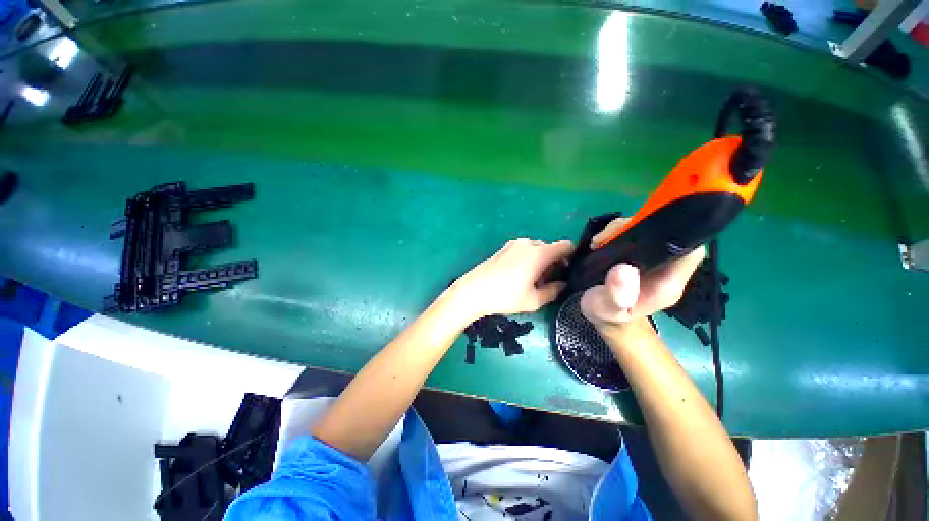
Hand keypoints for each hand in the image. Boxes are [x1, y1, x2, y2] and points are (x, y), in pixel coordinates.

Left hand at [452, 238, 573, 318]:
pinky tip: (520, 275)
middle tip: (550, 282)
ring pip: (536, 249)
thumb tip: (564, 284)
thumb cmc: (505, 296)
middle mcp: (528, 243)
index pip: (565, 246)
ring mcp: (514, 244)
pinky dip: (529, 258)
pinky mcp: (503, 248)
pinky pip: (524, 250)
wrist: (473, 290)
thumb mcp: (534, 300)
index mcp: (539, 253)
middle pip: (550, 248)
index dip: (572, 256)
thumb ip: (554, 291)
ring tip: (533, 281)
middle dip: (554, 262)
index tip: (571, 271)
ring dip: (541, 261)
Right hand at [581, 217, 705, 326]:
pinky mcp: (637, 254)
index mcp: (667, 282)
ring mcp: (651, 259)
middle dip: (636, 227)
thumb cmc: (608, 316)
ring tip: (599, 241)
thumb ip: (616, 295)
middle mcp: (665, 267)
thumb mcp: (607, 310)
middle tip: (605, 238)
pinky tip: (600, 241)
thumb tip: (623, 269)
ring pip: (648, 230)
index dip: (672, 235)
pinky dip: (616, 232)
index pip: (688, 251)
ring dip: (622, 228)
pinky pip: (634, 234)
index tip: (636, 233)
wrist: (603, 317)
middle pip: (666, 234)